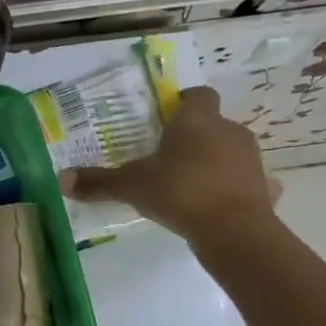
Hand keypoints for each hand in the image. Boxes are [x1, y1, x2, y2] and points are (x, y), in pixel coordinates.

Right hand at [64, 85, 279, 245]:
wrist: (233, 229)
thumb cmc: (179, 192)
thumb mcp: (131, 186)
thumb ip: (98, 182)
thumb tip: (61, 179)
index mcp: (197, 121)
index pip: (196, 96)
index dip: (183, 103)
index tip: (167, 118)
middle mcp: (228, 130)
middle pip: (212, 124)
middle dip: (194, 137)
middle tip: (168, 158)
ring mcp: (250, 158)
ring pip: (229, 151)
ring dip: (214, 162)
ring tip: (190, 185)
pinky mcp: (264, 187)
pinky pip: (247, 182)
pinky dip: (235, 189)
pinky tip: (220, 205)